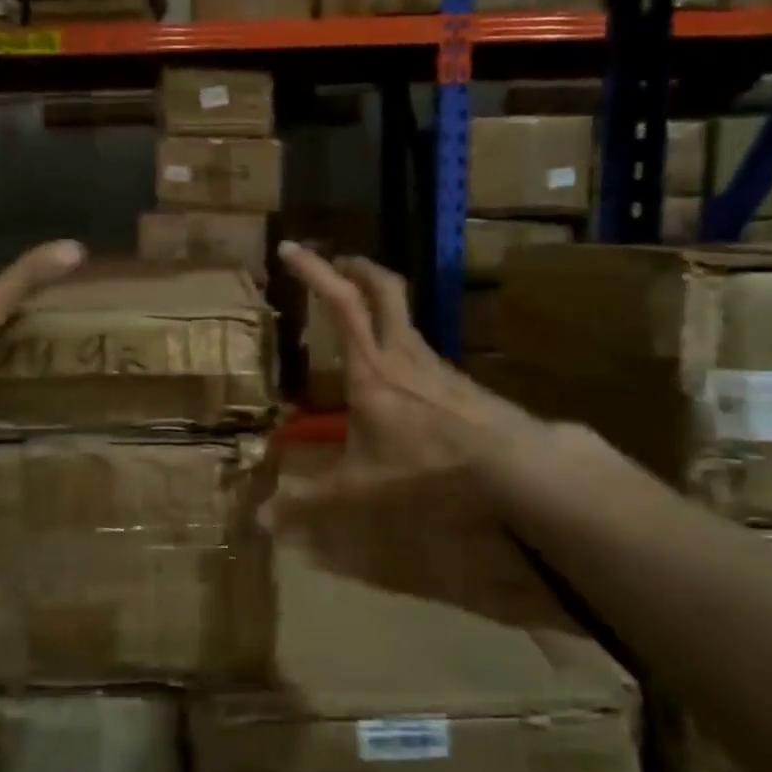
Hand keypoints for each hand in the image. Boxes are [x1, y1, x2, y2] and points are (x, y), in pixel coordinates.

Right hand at [267, 241, 526, 523]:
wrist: (510, 463)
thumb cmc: (428, 465)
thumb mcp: (362, 487)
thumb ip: (311, 501)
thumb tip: (261, 523)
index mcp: (370, 368)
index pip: (341, 302)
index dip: (314, 271)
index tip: (289, 249)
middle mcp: (401, 351)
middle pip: (382, 288)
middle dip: (355, 267)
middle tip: (335, 261)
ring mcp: (431, 360)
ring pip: (403, 312)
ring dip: (377, 299)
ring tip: (355, 314)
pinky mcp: (452, 376)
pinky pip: (417, 341)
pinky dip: (395, 334)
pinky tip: (393, 368)